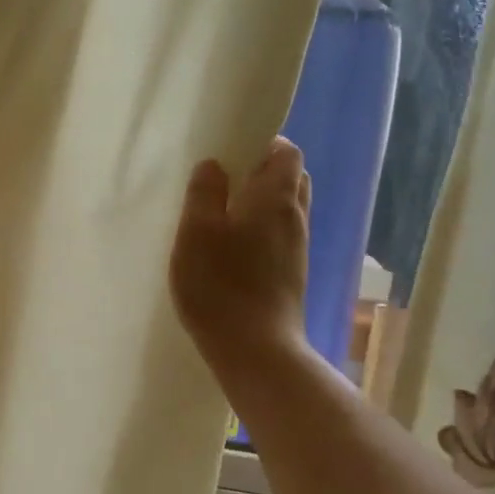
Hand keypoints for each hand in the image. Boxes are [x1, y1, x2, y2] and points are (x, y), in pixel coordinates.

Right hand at [168, 139, 310, 362]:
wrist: (255, 349)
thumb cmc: (220, 284)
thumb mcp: (197, 231)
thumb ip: (205, 192)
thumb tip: (215, 165)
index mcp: (276, 198)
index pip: (287, 152)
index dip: (264, 143)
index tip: (232, 151)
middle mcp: (295, 218)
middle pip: (291, 180)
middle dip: (262, 172)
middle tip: (225, 181)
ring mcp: (297, 249)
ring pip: (285, 211)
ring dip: (260, 205)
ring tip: (223, 215)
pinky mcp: (291, 276)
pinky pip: (279, 238)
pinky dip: (261, 231)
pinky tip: (232, 249)